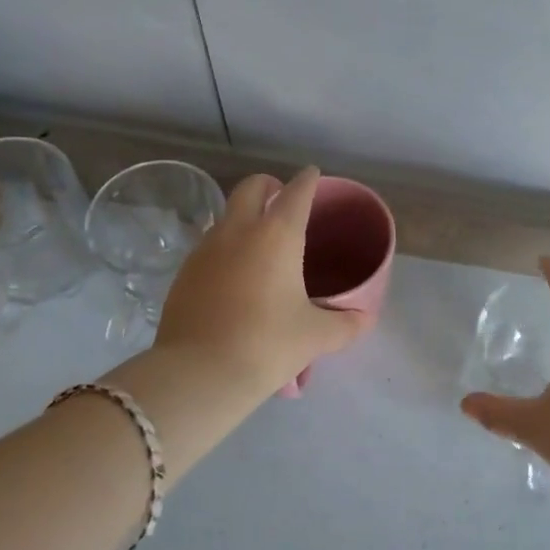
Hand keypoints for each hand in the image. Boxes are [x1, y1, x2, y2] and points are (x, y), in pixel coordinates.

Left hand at [151, 166, 364, 401]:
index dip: (308, 180)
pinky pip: (209, 246)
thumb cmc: (267, 345)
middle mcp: (238, 231)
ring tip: (260, 245)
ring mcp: (205, 249)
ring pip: (226, 216)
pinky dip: (226, 248)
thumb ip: (346, 324)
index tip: (313, 176)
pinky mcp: (184, 273)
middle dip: (269, 185)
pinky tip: (235, 277)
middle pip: (251, 187)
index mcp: (277, 235)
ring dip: (244, 217)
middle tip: (282, 201)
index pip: (296, 192)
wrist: (198, 374)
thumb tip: (365, 319)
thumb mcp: (316, 337)